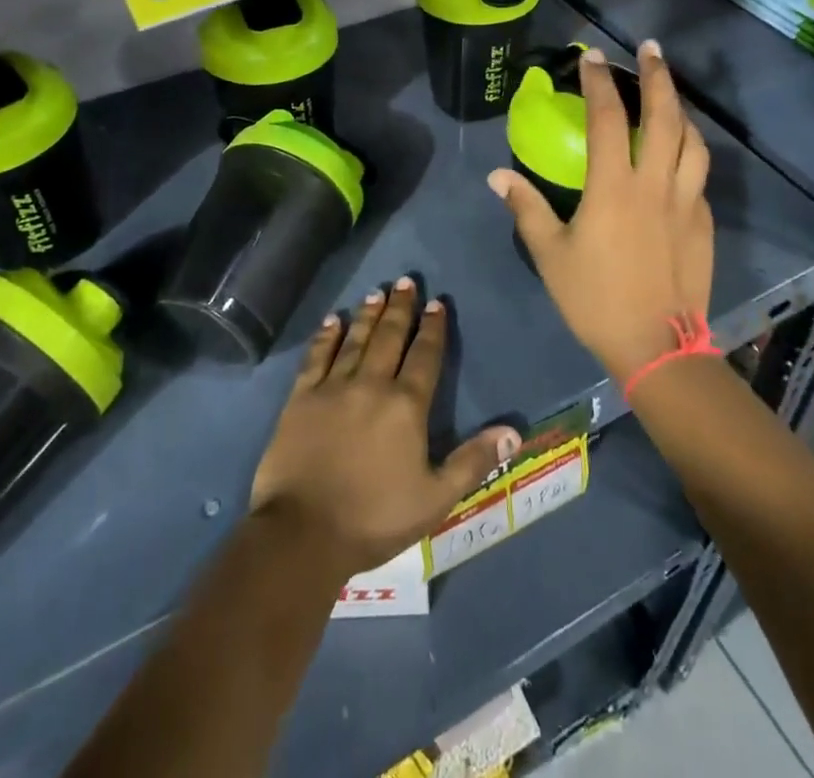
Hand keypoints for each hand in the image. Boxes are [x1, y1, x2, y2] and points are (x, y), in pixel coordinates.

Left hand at [250, 278, 518, 578]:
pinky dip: (327, 336)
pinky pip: (317, 356)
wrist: (303, 533)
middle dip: (401, 308)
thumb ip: (473, 460)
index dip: (433, 328)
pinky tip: (334, 320)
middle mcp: (371, 384)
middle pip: (390, 337)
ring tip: (377, 291)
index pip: (425, 356)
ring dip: (368, 314)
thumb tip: (512, 432)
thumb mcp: (435, 498)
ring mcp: (333, 387)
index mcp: (406, 406)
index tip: (436, 303)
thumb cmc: (374, 518)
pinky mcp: (301, 398)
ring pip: (356, 339)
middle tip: (406, 281)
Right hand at [488, 41, 713, 384]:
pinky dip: (690, 153)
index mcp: (614, 187)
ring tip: (669, 95)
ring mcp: (686, 203)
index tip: (591, 56)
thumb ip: (526, 208)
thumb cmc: (595, 299)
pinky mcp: (702, 224)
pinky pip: (699, 176)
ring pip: (693, 142)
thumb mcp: (549, 254)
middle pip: (665, 117)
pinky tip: (680, 157)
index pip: (608, 120)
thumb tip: (497, 175)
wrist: (656, 347)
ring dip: (681, 110)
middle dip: (657, 77)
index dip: (599, 83)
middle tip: (650, 49)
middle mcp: (655, 184)